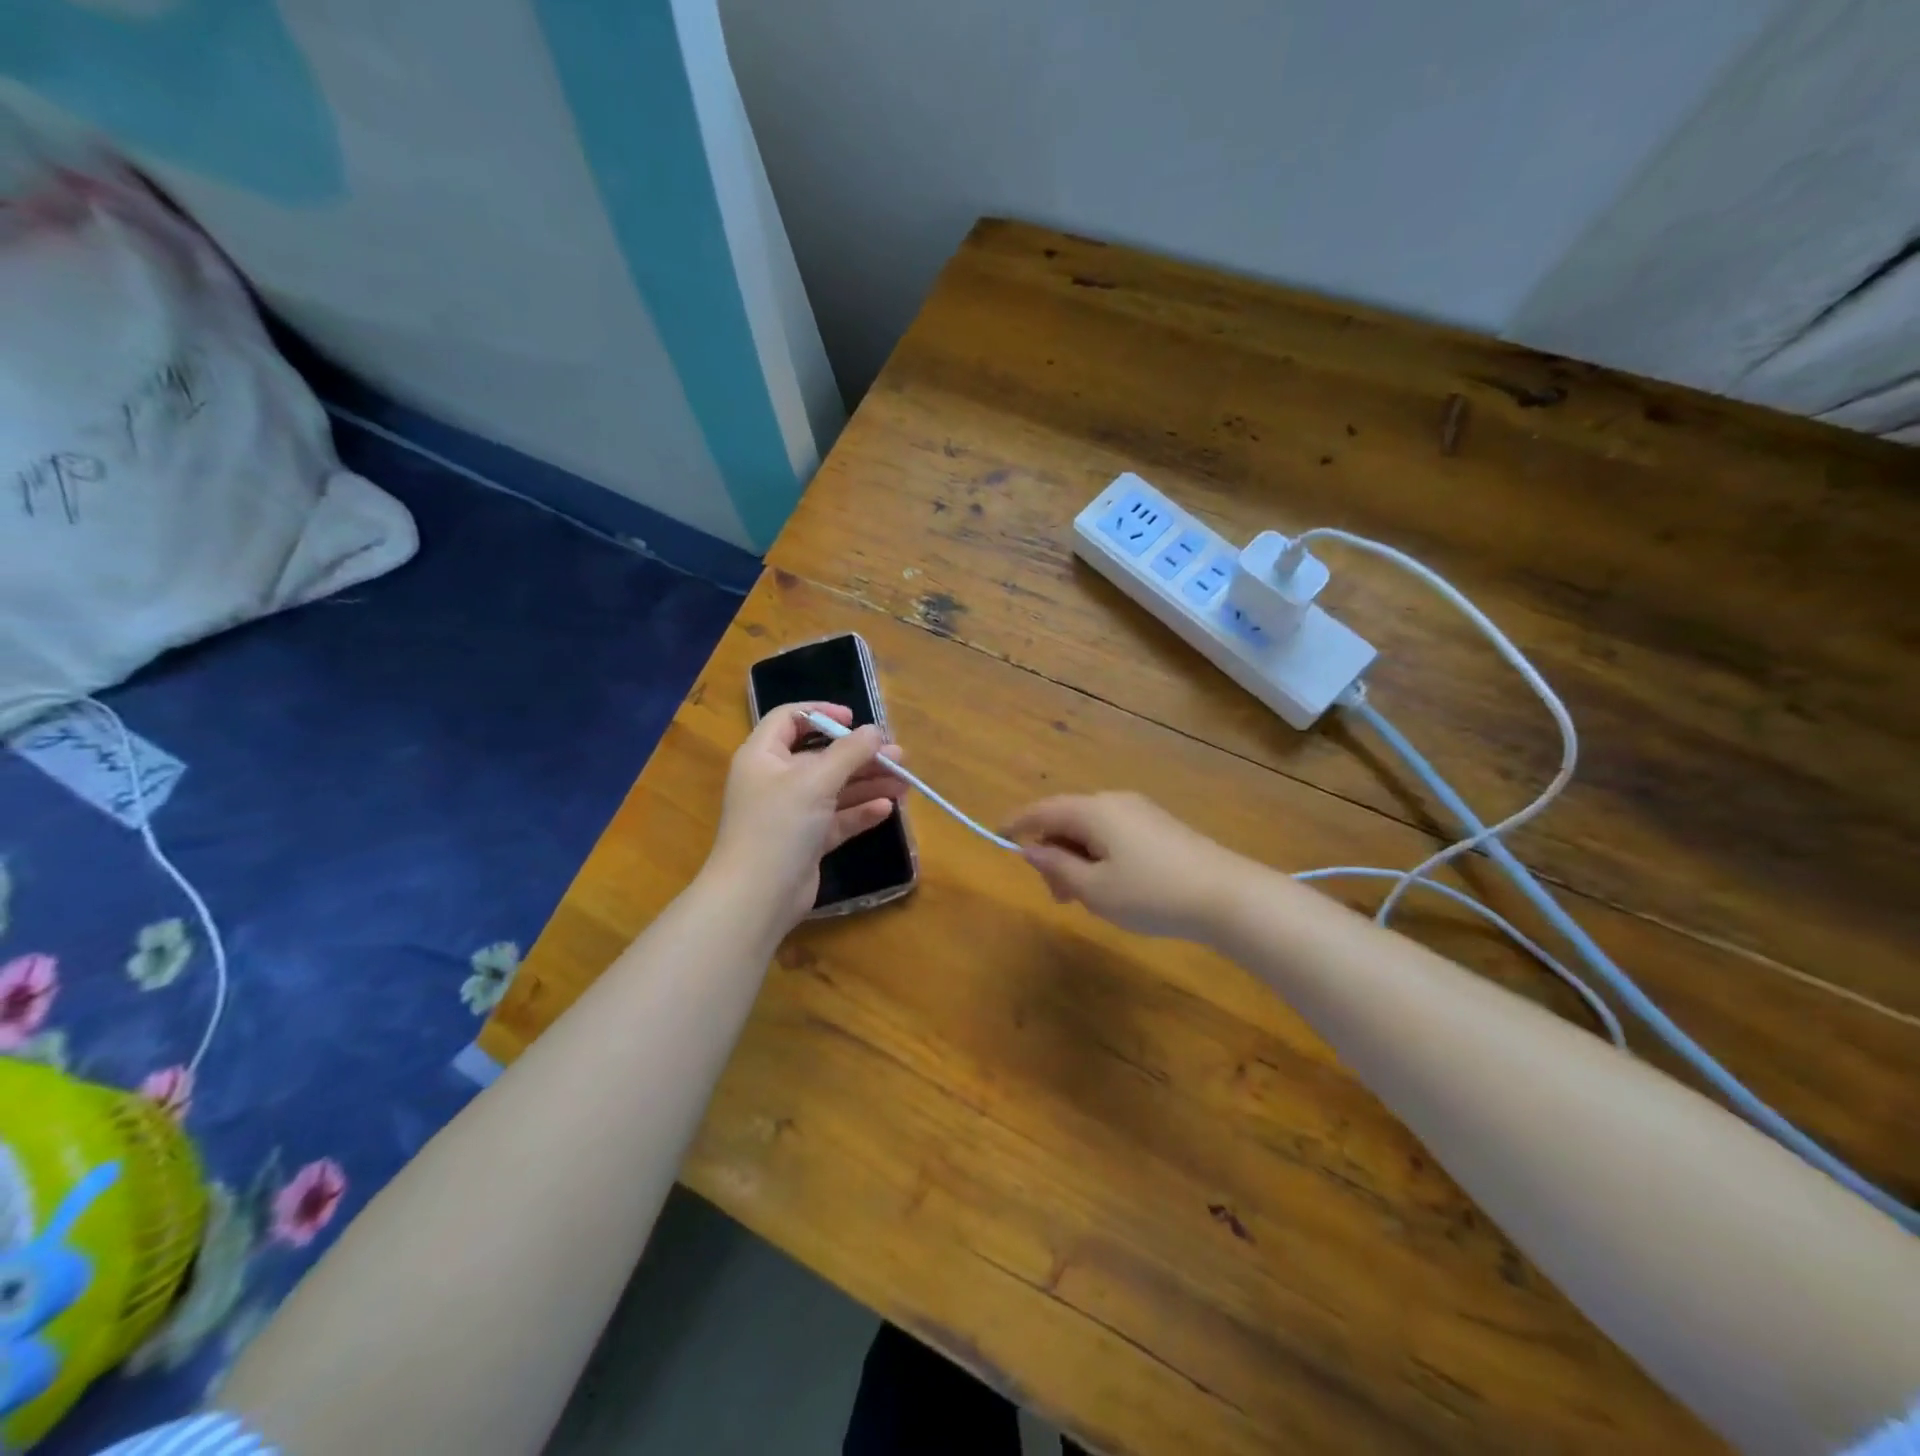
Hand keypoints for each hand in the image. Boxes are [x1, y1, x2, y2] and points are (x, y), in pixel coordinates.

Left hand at [707, 702, 908, 925]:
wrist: (757, 896)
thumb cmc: (779, 825)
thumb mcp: (815, 781)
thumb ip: (849, 753)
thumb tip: (876, 731)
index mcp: (763, 756)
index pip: (790, 719)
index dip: (821, 714)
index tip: (854, 719)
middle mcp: (775, 780)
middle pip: (821, 757)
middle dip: (860, 755)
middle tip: (897, 756)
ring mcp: (791, 813)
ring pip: (834, 789)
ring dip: (868, 783)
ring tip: (905, 782)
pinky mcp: (806, 841)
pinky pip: (837, 819)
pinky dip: (860, 812)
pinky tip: (888, 809)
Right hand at [1003, 792, 1248, 939]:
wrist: (1226, 895)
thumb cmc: (1151, 893)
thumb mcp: (1095, 888)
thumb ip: (1057, 867)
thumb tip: (1030, 849)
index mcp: (1093, 811)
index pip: (1043, 810)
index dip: (1018, 823)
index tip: (998, 835)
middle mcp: (1114, 802)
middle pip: (1068, 820)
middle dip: (1053, 853)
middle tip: (1057, 896)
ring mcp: (1140, 812)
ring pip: (1092, 829)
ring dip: (1077, 858)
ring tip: (1083, 898)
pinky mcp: (1160, 827)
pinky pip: (1114, 835)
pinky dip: (1099, 856)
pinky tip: (1111, 887)